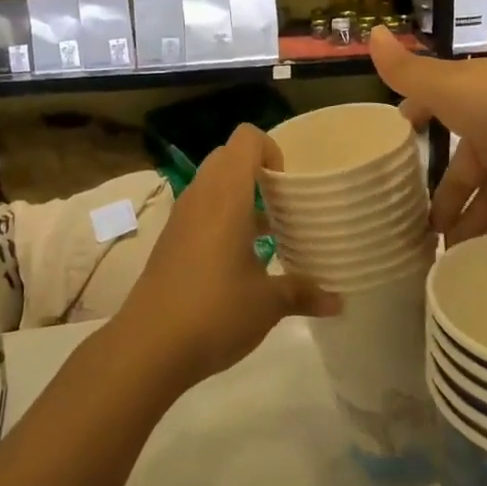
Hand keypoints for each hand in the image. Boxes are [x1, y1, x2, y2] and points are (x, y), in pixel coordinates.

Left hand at [114, 124, 339, 394]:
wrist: (147, 346)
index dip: (272, 149)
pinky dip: (221, 218)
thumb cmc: (215, 310)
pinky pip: (200, 210)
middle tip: (283, 203)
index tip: (288, 184)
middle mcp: (201, 195)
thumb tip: (338, 301)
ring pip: (212, 184)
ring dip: (239, 196)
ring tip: (268, 232)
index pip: (246, 138)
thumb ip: (303, 293)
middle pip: (228, 156)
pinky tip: (240, 259)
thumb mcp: (268, 304)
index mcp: (226, 194)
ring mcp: (181, 217)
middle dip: (257, 171)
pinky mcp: (170, 240)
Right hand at [370, 28, 486, 242]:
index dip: (415, 127)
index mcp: (470, 103)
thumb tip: (371, 32)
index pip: (434, 112)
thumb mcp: (453, 87)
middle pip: (464, 169)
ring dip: (474, 222)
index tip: (394, 154)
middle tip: (419, 236)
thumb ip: (409, 72)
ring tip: (449, 259)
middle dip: (444, 198)